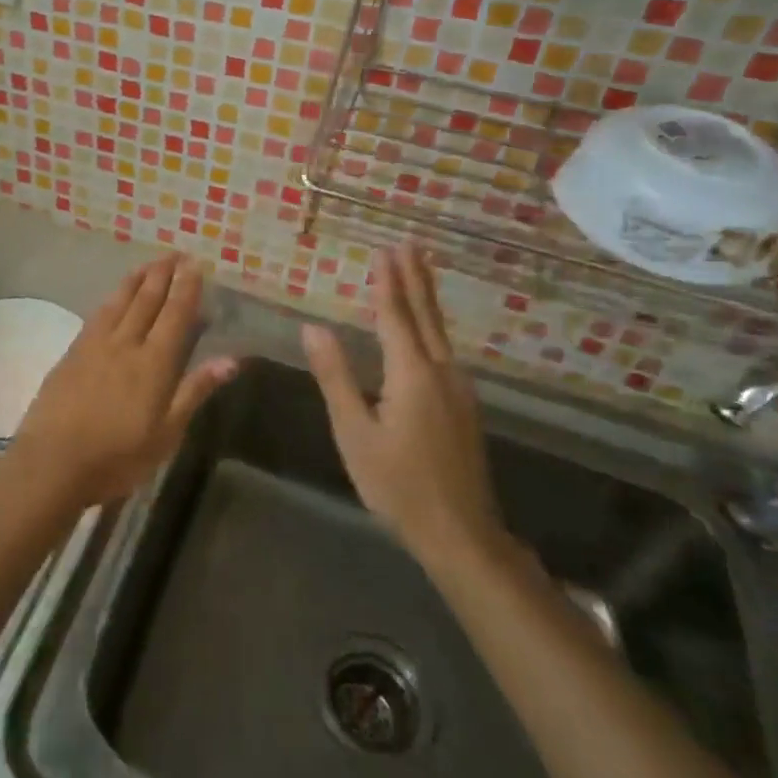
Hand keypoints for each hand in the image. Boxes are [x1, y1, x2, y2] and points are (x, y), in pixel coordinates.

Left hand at [8, 254, 237, 507]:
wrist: (52, 462)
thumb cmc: (117, 456)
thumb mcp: (167, 433)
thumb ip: (195, 390)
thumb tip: (232, 359)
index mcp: (154, 363)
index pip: (175, 315)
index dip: (186, 288)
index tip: (195, 264)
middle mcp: (126, 344)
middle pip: (146, 300)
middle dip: (163, 275)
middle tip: (174, 254)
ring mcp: (95, 345)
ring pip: (119, 302)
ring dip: (136, 280)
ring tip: (148, 264)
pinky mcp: (72, 353)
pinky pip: (97, 315)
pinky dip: (111, 299)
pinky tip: (113, 297)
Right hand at [301, 244, 503, 560]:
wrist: (460, 533)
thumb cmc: (397, 485)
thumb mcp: (354, 432)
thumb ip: (335, 377)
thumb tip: (313, 328)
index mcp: (412, 375)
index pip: (395, 317)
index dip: (386, 283)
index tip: (382, 251)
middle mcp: (441, 372)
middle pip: (426, 315)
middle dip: (414, 278)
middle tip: (408, 244)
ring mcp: (459, 389)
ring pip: (439, 331)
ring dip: (426, 298)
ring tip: (418, 271)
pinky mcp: (464, 406)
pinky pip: (444, 350)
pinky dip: (431, 325)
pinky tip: (426, 328)